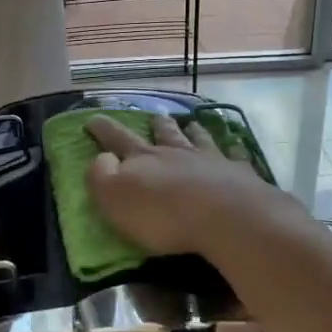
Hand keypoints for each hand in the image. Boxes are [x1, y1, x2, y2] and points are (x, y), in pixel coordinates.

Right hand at [86, 115, 295, 258]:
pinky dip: (232, 149)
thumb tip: (101, 157)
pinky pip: (234, 155)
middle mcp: (176, 152)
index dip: (103, 128)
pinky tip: (236, 146)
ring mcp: (210, 159)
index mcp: (143, 159)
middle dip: (157, 124)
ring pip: (198, 138)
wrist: (224, 216)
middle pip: (164, 133)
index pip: (117, 138)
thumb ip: (102, 175)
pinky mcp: (238, 173)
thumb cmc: (162, 213)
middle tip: (156, 116)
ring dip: (192, 130)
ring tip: (192, 124)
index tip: (93, 118)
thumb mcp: (115, 197)